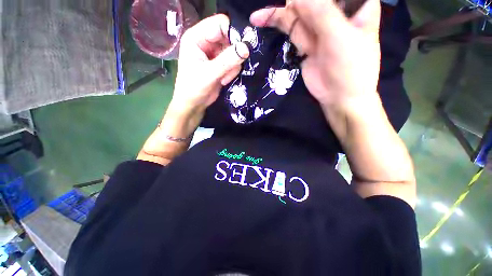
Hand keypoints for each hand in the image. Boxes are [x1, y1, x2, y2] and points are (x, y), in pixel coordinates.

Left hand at [171, 14, 249, 113]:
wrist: (194, 103)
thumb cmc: (194, 88)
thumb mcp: (209, 74)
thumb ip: (227, 60)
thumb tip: (246, 48)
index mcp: (196, 37)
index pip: (219, 24)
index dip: (232, 33)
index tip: (242, 48)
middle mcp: (206, 42)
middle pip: (229, 37)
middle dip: (233, 54)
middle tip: (232, 67)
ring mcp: (215, 53)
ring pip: (234, 51)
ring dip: (232, 66)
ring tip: (223, 78)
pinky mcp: (221, 63)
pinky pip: (234, 62)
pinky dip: (232, 72)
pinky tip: (223, 80)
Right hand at [250, 0, 380, 110]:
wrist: (339, 97)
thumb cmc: (350, 68)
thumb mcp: (339, 37)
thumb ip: (321, 14)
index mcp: (356, 3)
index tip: (292, 0)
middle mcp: (336, 10)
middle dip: (291, 1)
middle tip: (278, 11)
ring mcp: (318, 27)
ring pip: (297, 11)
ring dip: (278, 12)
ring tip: (259, 16)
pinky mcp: (305, 42)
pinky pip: (291, 29)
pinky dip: (277, 24)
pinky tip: (262, 20)